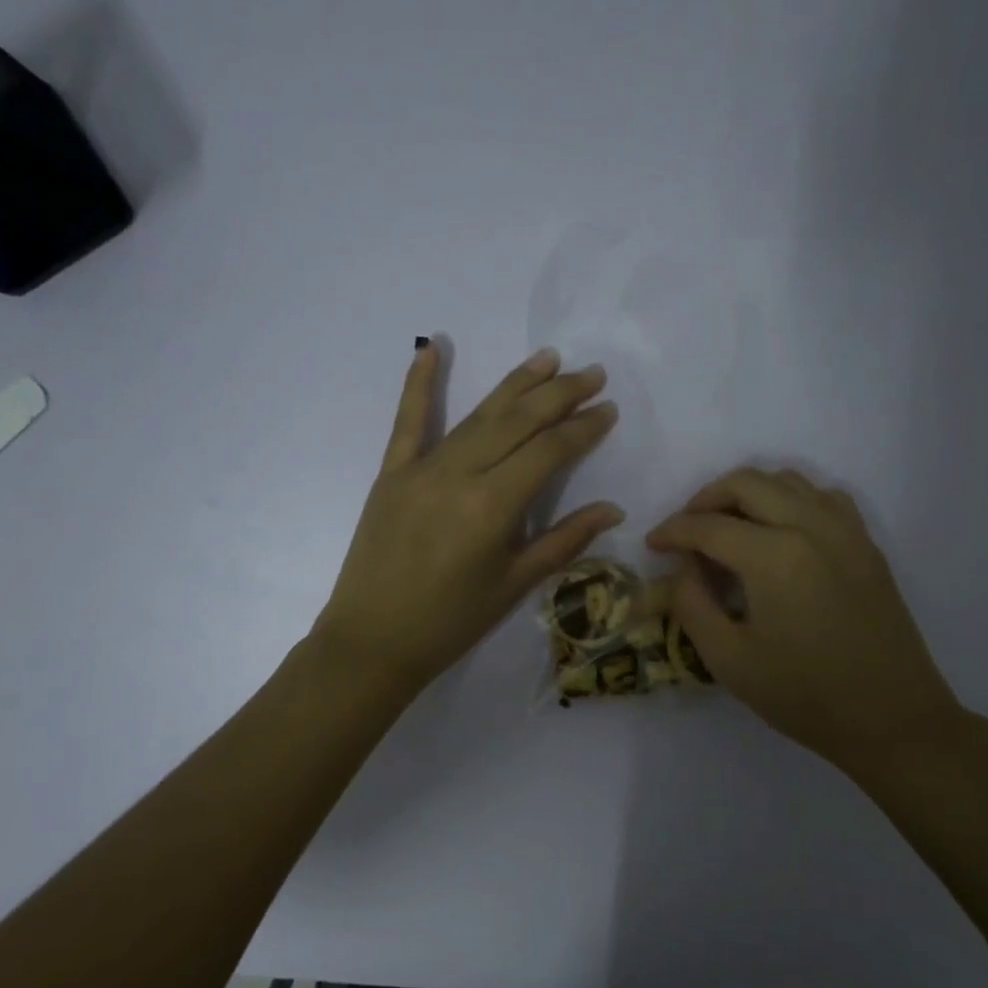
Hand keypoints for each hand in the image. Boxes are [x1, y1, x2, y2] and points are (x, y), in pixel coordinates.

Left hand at [315, 342, 623, 692]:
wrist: (373, 640)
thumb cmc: (451, 622)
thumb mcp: (514, 585)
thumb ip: (564, 541)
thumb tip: (613, 509)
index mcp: (493, 506)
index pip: (549, 452)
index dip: (583, 428)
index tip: (608, 409)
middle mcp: (460, 474)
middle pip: (518, 422)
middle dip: (559, 395)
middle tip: (592, 373)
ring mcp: (421, 468)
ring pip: (477, 415)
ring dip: (515, 384)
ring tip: (548, 358)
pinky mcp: (392, 472)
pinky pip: (408, 420)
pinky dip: (419, 383)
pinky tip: (432, 347)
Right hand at [646, 467, 964, 769]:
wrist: (891, 718)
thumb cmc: (804, 696)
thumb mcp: (728, 659)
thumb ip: (691, 603)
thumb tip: (684, 567)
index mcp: (774, 556)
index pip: (708, 525)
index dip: (672, 531)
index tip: (652, 545)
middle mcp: (811, 526)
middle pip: (746, 483)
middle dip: (705, 499)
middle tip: (686, 530)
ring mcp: (845, 530)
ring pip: (786, 480)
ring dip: (747, 493)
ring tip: (727, 526)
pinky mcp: (866, 544)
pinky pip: (822, 496)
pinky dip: (790, 499)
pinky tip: (779, 530)